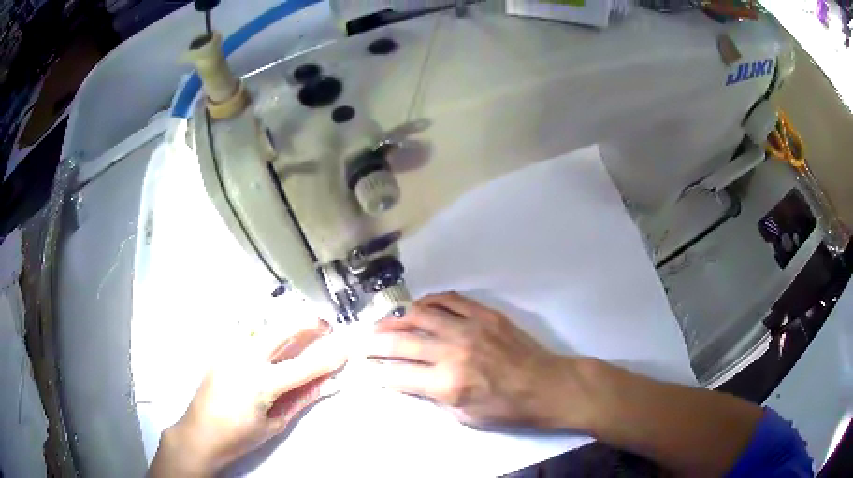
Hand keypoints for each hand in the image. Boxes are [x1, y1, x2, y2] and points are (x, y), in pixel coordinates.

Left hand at [149, 319, 346, 476]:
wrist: (200, 433)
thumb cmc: (239, 436)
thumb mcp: (275, 423)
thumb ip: (301, 398)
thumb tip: (327, 383)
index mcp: (261, 383)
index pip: (303, 366)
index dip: (328, 357)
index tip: (347, 347)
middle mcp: (244, 359)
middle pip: (281, 330)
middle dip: (307, 323)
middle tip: (325, 325)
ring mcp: (230, 350)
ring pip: (264, 326)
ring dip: (287, 323)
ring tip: (305, 327)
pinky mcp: (221, 350)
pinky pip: (248, 334)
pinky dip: (267, 331)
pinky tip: (275, 338)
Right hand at [364, 292, 581, 428]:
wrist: (546, 385)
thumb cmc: (507, 409)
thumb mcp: (465, 416)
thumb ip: (434, 397)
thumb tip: (411, 380)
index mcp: (448, 384)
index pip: (399, 375)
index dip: (378, 371)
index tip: (367, 368)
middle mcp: (453, 352)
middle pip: (402, 342)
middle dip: (375, 342)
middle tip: (362, 341)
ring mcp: (469, 328)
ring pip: (421, 314)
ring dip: (396, 318)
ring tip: (383, 321)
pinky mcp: (485, 314)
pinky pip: (449, 300)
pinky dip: (429, 301)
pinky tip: (419, 306)